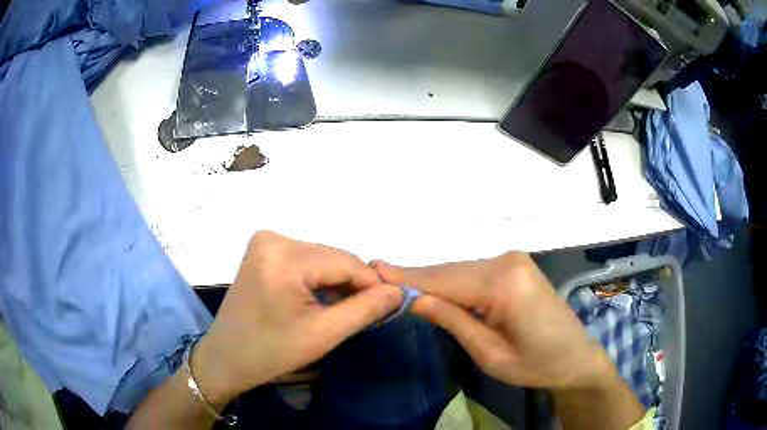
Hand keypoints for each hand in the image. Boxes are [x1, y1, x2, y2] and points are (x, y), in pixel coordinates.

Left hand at [192, 231, 403, 405]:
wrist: (227, 357)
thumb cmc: (272, 352)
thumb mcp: (324, 334)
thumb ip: (365, 309)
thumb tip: (398, 290)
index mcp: (284, 257)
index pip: (346, 262)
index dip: (372, 284)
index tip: (388, 305)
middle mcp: (273, 238)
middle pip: (333, 257)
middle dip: (352, 283)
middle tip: (362, 312)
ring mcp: (265, 241)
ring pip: (321, 257)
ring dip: (335, 281)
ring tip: (339, 309)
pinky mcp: (262, 249)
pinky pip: (304, 259)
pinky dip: (317, 278)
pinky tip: (319, 299)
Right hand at [371, 253, 612, 390]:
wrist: (576, 356)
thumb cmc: (536, 364)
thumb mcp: (490, 354)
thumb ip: (454, 322)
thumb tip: (415, 300)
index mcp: (505, 285)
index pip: (445, 280)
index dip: (407, 278)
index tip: (373, 269)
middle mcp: (508, 262)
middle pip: (451, 271)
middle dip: (416, 279)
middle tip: (378, 278)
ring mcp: (514, 260)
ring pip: (461, 270)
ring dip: (433, 281)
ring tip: (399, 284)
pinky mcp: (516, 266)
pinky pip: (475, 273)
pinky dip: (452, 282)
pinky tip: (434, 288)